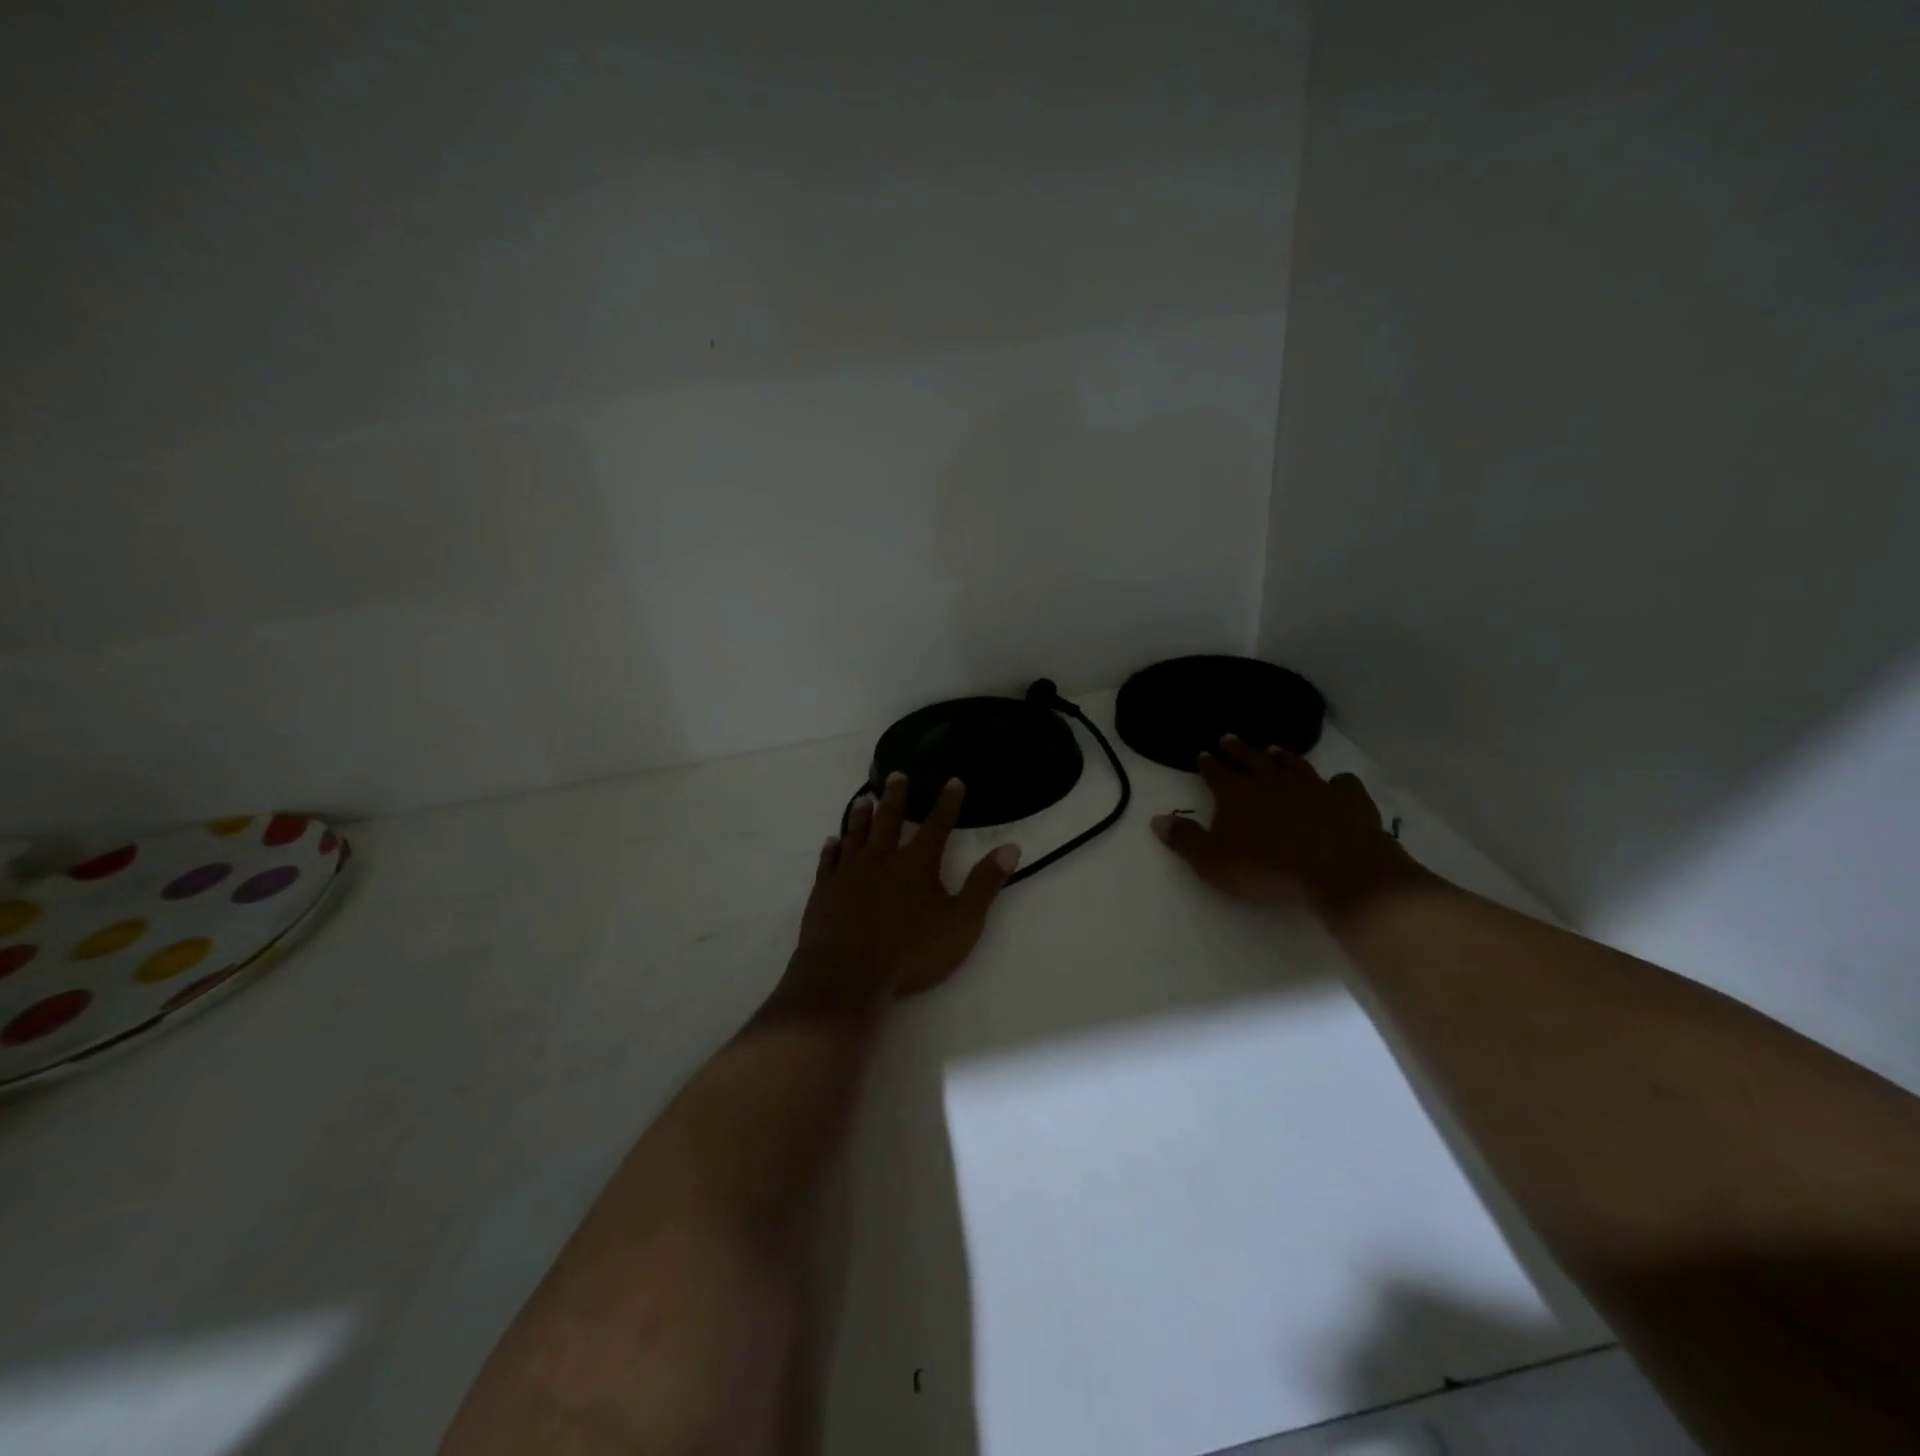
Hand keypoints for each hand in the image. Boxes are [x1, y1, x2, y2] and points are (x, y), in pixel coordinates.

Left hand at [780, 774, 1020, 1013]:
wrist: (847, 974)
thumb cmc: (911, 952)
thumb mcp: (961, 922)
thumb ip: (985, 884)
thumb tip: (1010, 847)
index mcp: (917, 864)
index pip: (937, 825)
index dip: (947, 803)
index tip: (953, 781)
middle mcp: (881, 858)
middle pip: (890, 820)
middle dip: (896, 796)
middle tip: (897, 774)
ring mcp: (849, 872)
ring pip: (856, 834)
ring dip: (861, 815)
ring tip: (863, 799)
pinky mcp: (824, 890)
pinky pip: (829, 861)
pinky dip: (831, 849)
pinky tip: (831, 841)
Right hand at [1151, 736, 1424, 917]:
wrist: (1339, 873)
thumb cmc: (1268, 870)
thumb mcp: (1213, 862)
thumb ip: (1185, 839)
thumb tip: (1157, 818)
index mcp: (1237, 794)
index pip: (1217, 773)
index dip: (1208, 764)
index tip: (1202, 754)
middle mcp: (1273, 781)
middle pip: (1251, 759)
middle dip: (1238, 749)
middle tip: (1229, 738)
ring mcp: (1314, 786)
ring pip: (1294, 764)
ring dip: (1282, 756)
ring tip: (1274, 749)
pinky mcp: (1349, 799)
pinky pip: (1342, 783)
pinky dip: (1337, 782)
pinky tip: (1337, 783)